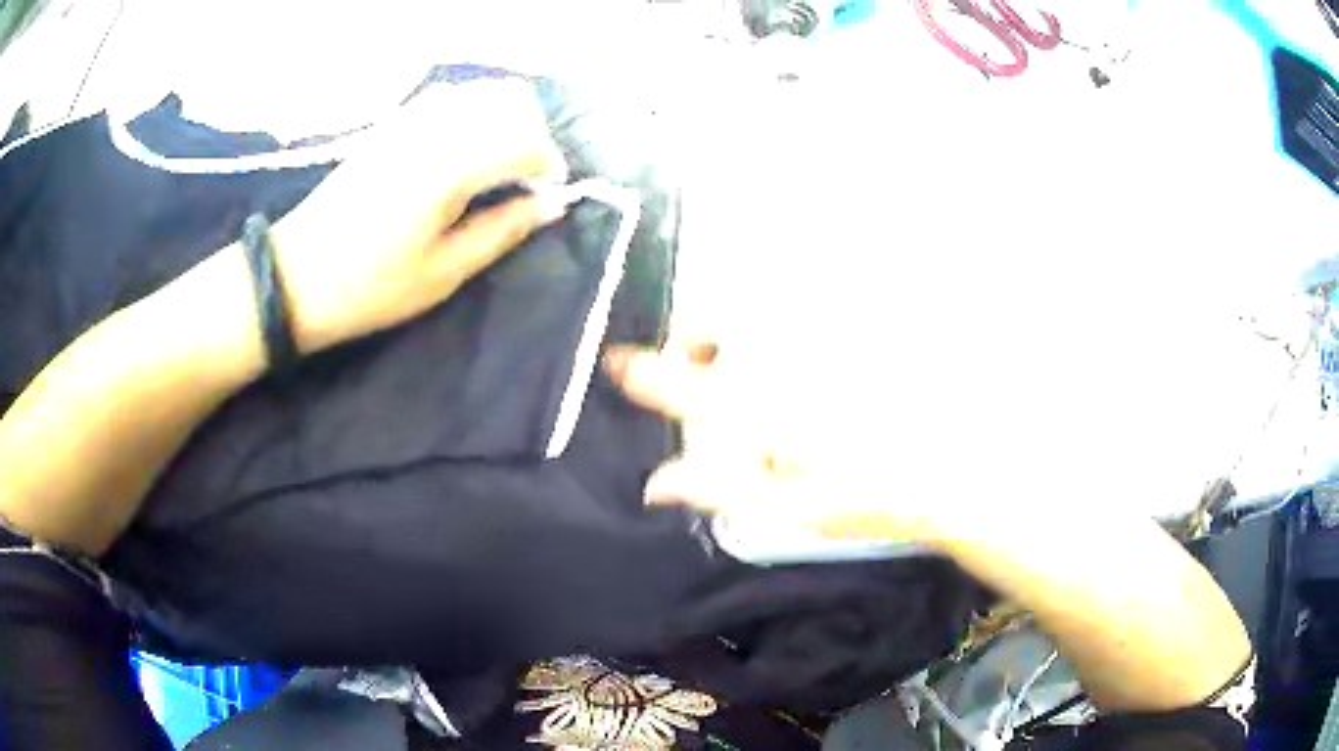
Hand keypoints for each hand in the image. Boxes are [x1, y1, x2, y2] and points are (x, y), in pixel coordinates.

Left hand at [271, 79, 568, 352]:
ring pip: (481, 92)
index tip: (548, 196)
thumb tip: (551, 205)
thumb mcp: (444, 273)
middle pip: (511, 102)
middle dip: (533, 135)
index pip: (526, 141)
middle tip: (528, 178)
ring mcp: (409, 119)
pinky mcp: (391, 124)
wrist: (295, 276)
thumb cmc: (370, 287)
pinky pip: (449, 97)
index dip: (548, 165)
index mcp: (451, 167)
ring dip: (505, 119)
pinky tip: (466, 146)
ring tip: (501, 162)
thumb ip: (503, 230)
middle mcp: (435, 128)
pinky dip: (473, 112)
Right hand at [605, 339, 937, 542]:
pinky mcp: (854, 327)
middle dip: (693, 336)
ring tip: (744, 362)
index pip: (684, 385)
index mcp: (765, 410)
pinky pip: (803, 308)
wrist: (945, 470)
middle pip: (720, 319)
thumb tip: (655, 485)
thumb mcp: (786, 508)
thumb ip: (717, 489)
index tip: (615, 362)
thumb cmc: (865, 497)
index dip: (643, 373)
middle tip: (697, 365)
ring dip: (737, 328)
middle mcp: (787, 360)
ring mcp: (823, 338)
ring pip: (758, 306)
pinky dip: (782, 326)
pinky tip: (796, 360)